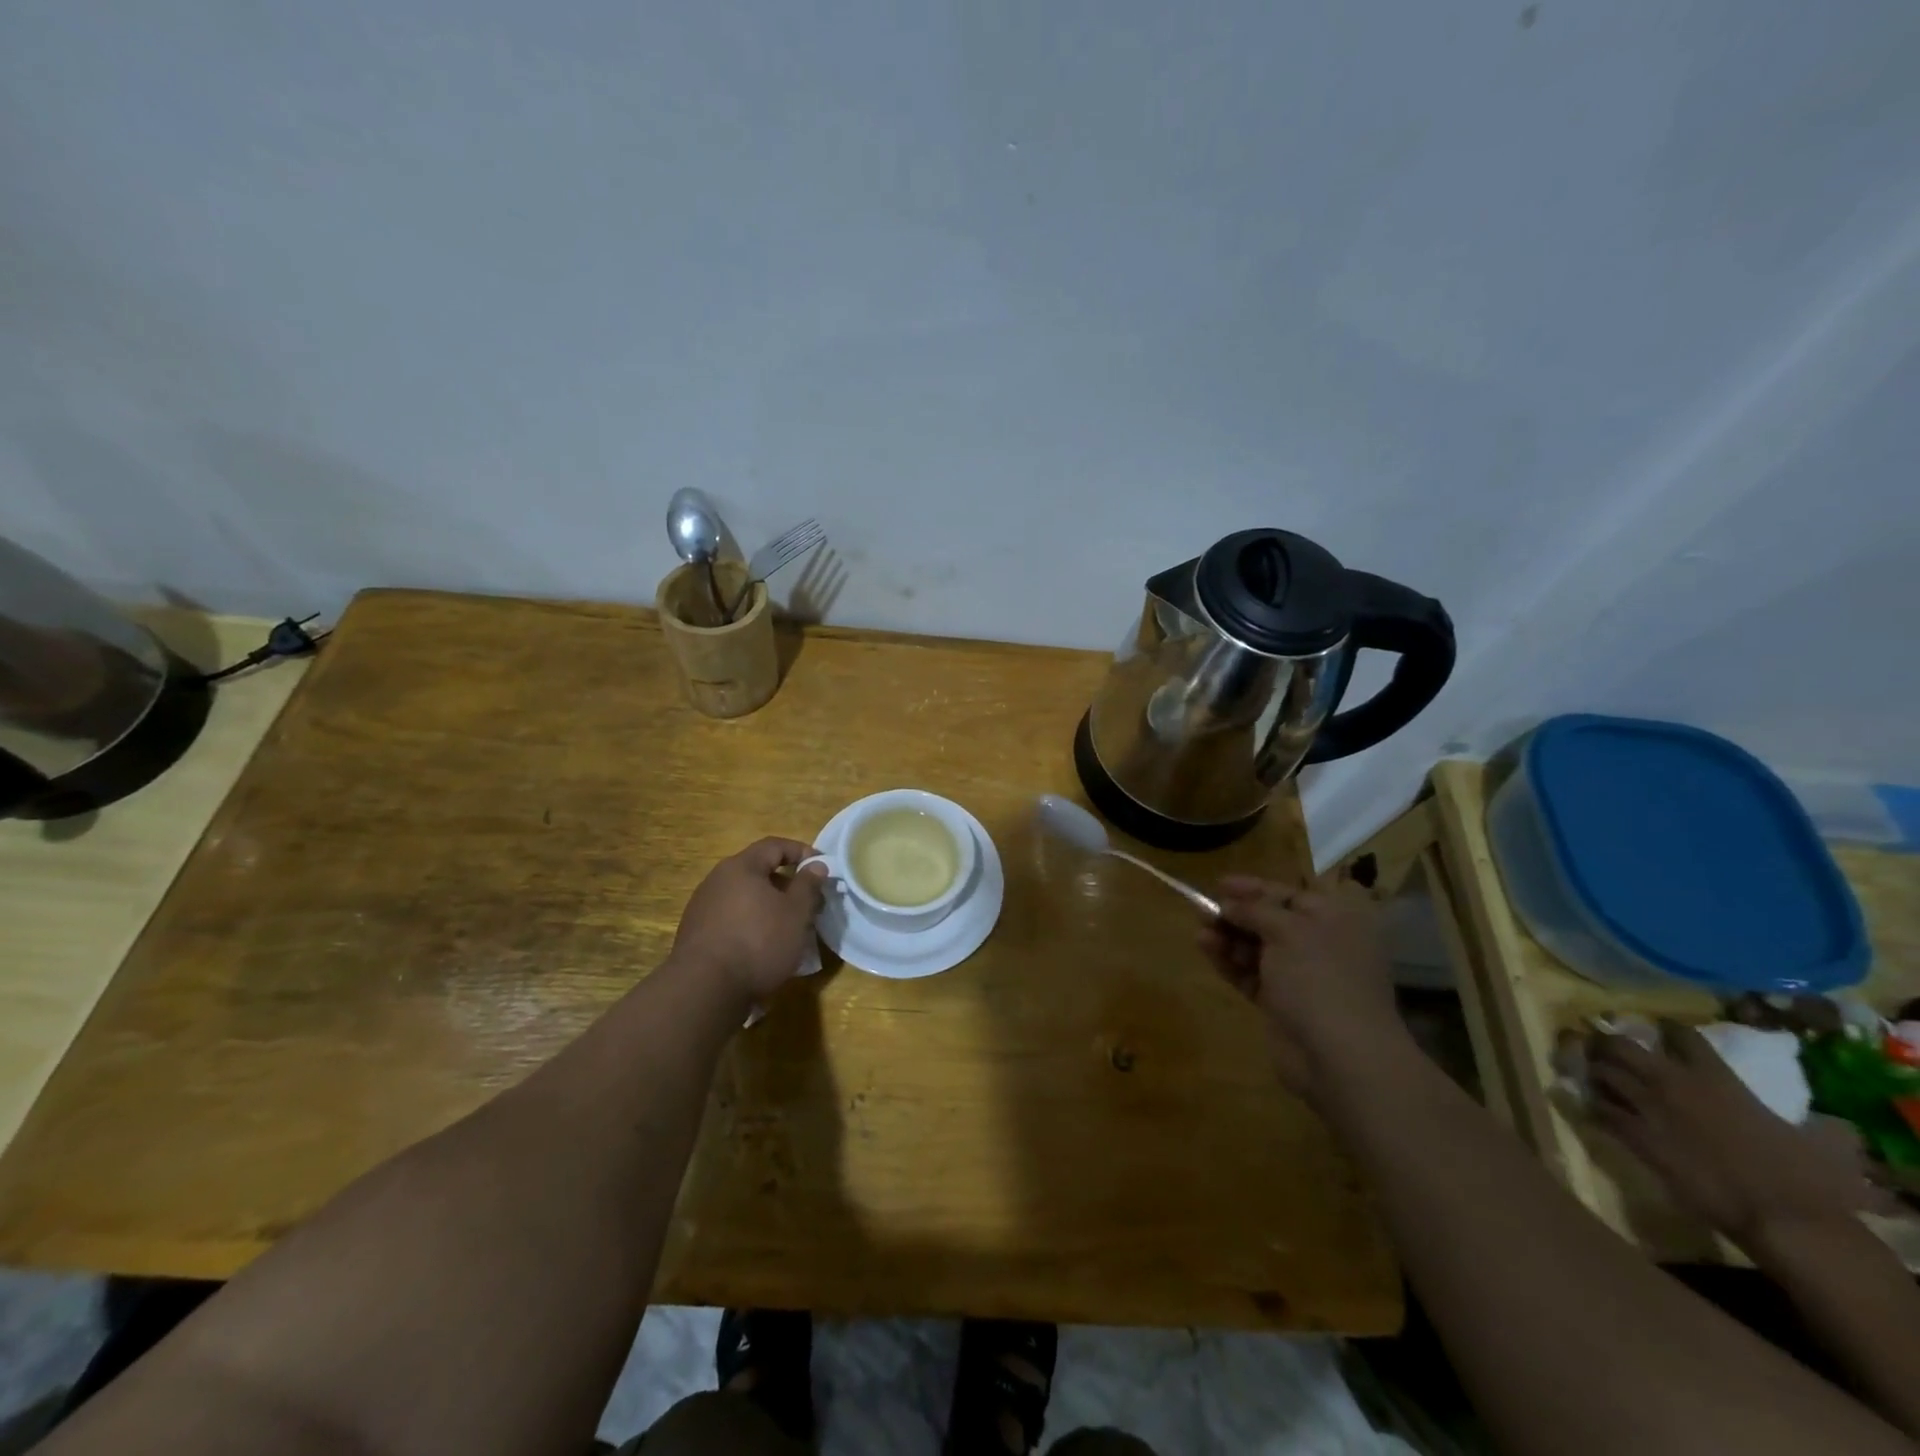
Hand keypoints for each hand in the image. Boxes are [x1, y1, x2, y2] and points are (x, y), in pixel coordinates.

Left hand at [671, 839, 827, 1001]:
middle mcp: (717, 880)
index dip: (801, 851)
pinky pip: (731, 918)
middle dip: (786, 884)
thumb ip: (808, 885)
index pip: (774, 845)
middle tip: (808, 902)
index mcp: (741, 867)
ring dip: (768, 906)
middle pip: (758, 871)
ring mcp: (702, 907)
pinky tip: (761, 946)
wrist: (704, 989)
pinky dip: (750, 923)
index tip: (821, 867)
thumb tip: (816, 864)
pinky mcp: (695, 933)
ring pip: (744, 897)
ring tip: (788, 927)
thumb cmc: (758, 942)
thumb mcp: (795, 913)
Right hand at [1198, 878, 1405, 1096]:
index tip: (1219, 883)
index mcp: (1335, 921)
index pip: (1290, 895)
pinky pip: (1251, 975)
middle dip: (1237, 915)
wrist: (1339, 1057)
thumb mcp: (1288, 930)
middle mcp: (1321, 946)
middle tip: (1202, 910)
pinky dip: (1230, 962)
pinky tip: (1206, 949)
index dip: (1254, 888)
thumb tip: (1230, 903)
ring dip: (1228, 938)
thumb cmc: (1320, 978)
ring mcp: (1302, 978)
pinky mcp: (1282, 1005)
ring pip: (1258, 949)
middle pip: (1271, 922)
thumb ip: (1255, 910)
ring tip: (1200, 932)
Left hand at [1589, 1023, 1866, 1249]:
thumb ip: (1816, 1124)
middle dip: (1607, 1041)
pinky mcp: (1633, 1135)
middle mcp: (1670, 1082)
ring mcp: (1646, 1107)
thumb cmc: (1806, 1180)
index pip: (1679, 1033)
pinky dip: (1595, 1107)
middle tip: (1606, 1046)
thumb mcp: (1818, 1141)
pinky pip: (1599, 1110)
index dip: (1668, 1028)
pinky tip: (1597, 1108)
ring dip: (1595, 1071)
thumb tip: (1838, 1128)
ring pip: (1600, 1072)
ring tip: (1596, 1074)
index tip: (1661, 1029)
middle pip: (1619, 1044)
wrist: (1781, 1219)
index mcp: (1715, 1076)